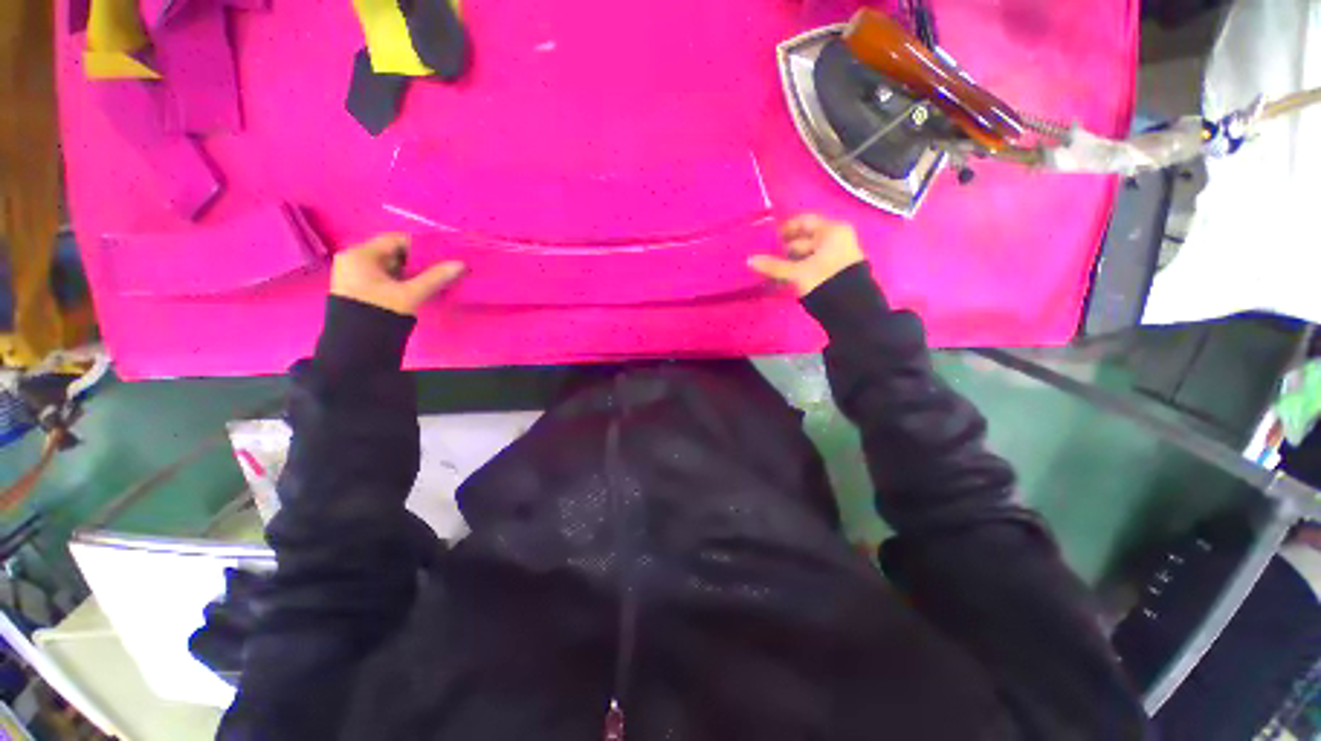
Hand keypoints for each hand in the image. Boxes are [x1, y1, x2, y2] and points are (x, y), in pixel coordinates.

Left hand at [330, 233, 464, 315]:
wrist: (358, 346)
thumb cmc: (380, 312)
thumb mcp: (410, 293)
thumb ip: (436, 277)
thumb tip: (460, 264)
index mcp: (360, 255)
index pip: (395, 239)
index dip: (421, 245)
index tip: (442, 254)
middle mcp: (354, 260)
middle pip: (393, 253)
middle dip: (419, 260)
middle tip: (442, 266)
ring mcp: (356, 276)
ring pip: (391, 267)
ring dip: (413, 271)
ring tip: (436, 277)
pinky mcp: (361, 290)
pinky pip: (386, 278)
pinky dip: (404, 280)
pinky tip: (421, 287)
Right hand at [748, 215, 865, 296]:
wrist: (852, 309)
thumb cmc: (824, 281)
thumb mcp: (797, 273)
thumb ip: (773, 266)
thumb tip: (750, 260)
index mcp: (831, 231)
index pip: (804, 221)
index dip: (785, 229)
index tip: (768, 239)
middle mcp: (837, 238)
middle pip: (806, 238)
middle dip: (785, 248)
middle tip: (767, 257)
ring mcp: (839, 255)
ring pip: (809, 254)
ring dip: (791, 261)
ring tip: (773, 271)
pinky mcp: (837, 271)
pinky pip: (814, 265)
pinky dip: (800, 269)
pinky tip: (786, 279)